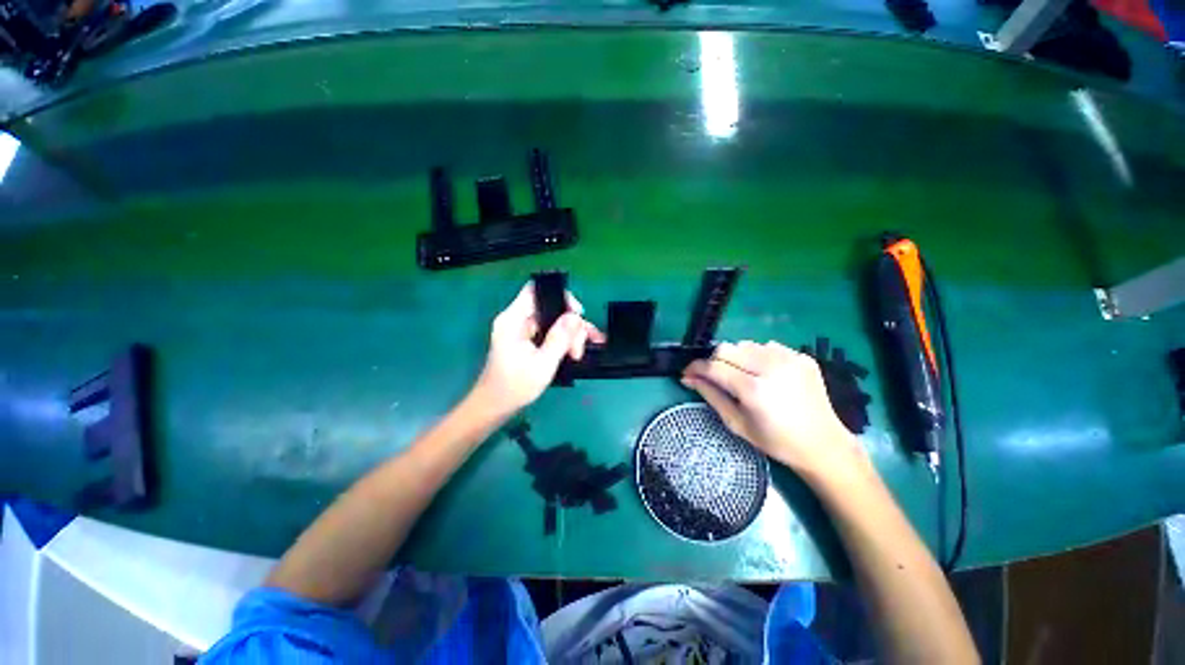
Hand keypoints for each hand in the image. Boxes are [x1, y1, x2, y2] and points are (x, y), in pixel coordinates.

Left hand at [473, 282, 604, 415]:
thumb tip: (575, 317)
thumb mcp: (543, 364)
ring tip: (579, 354)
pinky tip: (575, 351)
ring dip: (569, 335)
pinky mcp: (527, 341)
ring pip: (553, 321)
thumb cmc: (515, 387)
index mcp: (513, 320)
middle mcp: (517, 320)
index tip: (578, 314)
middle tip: (579, 347)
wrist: (495, 407)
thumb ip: (560, 338)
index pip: (536, 291)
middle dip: (570, 324)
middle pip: (550, 308)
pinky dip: (563, 340)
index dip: (560, 296)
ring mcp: (522, 331)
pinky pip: (549, 332)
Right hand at [682, 341, 867, 478]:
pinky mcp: (801, 356)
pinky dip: (756, 356)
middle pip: (726, 348)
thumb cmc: (776, 441)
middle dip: (714, 361)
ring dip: (735, 357)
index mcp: (754, 389)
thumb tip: (688, 378)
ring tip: (740, 375)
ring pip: (745, 344)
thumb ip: (711, 396)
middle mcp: (771, 367)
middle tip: (714, 377)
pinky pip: (766, 346)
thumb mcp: (737, 423)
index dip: (696, 368)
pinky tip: (762, 373)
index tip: (687, 373)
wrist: (823, 444)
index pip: (714, 366)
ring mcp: (789, 358)